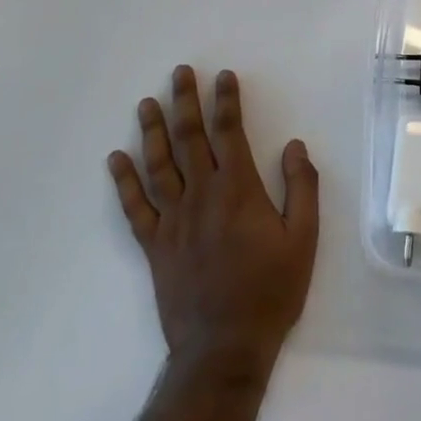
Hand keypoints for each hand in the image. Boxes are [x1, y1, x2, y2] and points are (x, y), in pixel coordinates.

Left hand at [108, 67, 318, 378]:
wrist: (224, 347)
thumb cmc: (271, 291)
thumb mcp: (304, 239)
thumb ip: (302, 188)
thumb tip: (294, 146)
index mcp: (239, 190)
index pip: (230, 132)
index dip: (227, 101)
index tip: (223, 76)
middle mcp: (201, 196)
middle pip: (190, 139)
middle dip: (186, 102)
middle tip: (180, 72)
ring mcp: (173, 220)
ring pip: (159, 165)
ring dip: (152, 131)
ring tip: (146, 103)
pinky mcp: (154, 245)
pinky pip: (134, 207)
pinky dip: (124, 182)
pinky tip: (116, 159)